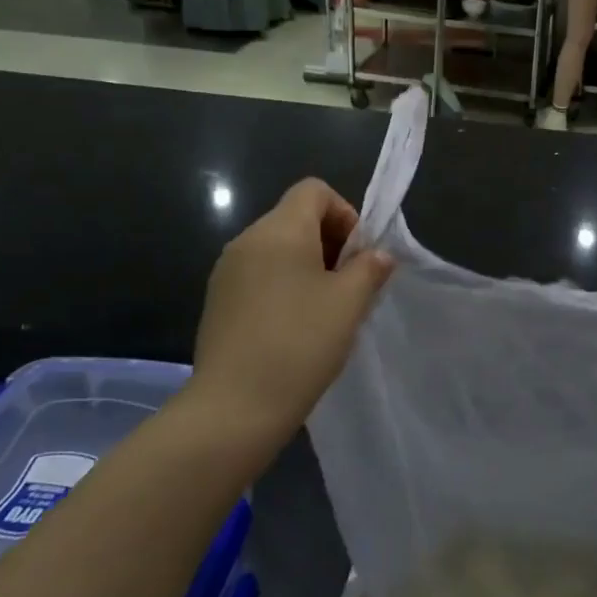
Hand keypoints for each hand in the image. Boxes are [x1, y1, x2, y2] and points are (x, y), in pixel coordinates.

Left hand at [188, 178, 393, 452]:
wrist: (235, 406)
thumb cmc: (300, 344)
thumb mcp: (350, 303)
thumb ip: (370, 268)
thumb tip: (378, 254)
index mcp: (280, 230)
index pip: (314, 191)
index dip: (345, 213)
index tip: (358, 255)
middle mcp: (247, 240)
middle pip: (296, 217)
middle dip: (330, 242)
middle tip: (349, 285)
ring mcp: (227, 271)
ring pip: (277, 248)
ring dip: (308, 266)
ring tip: (325, 309)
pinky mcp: (218, 301)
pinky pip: (259, 274)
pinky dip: (283, 285)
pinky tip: (295, 326)